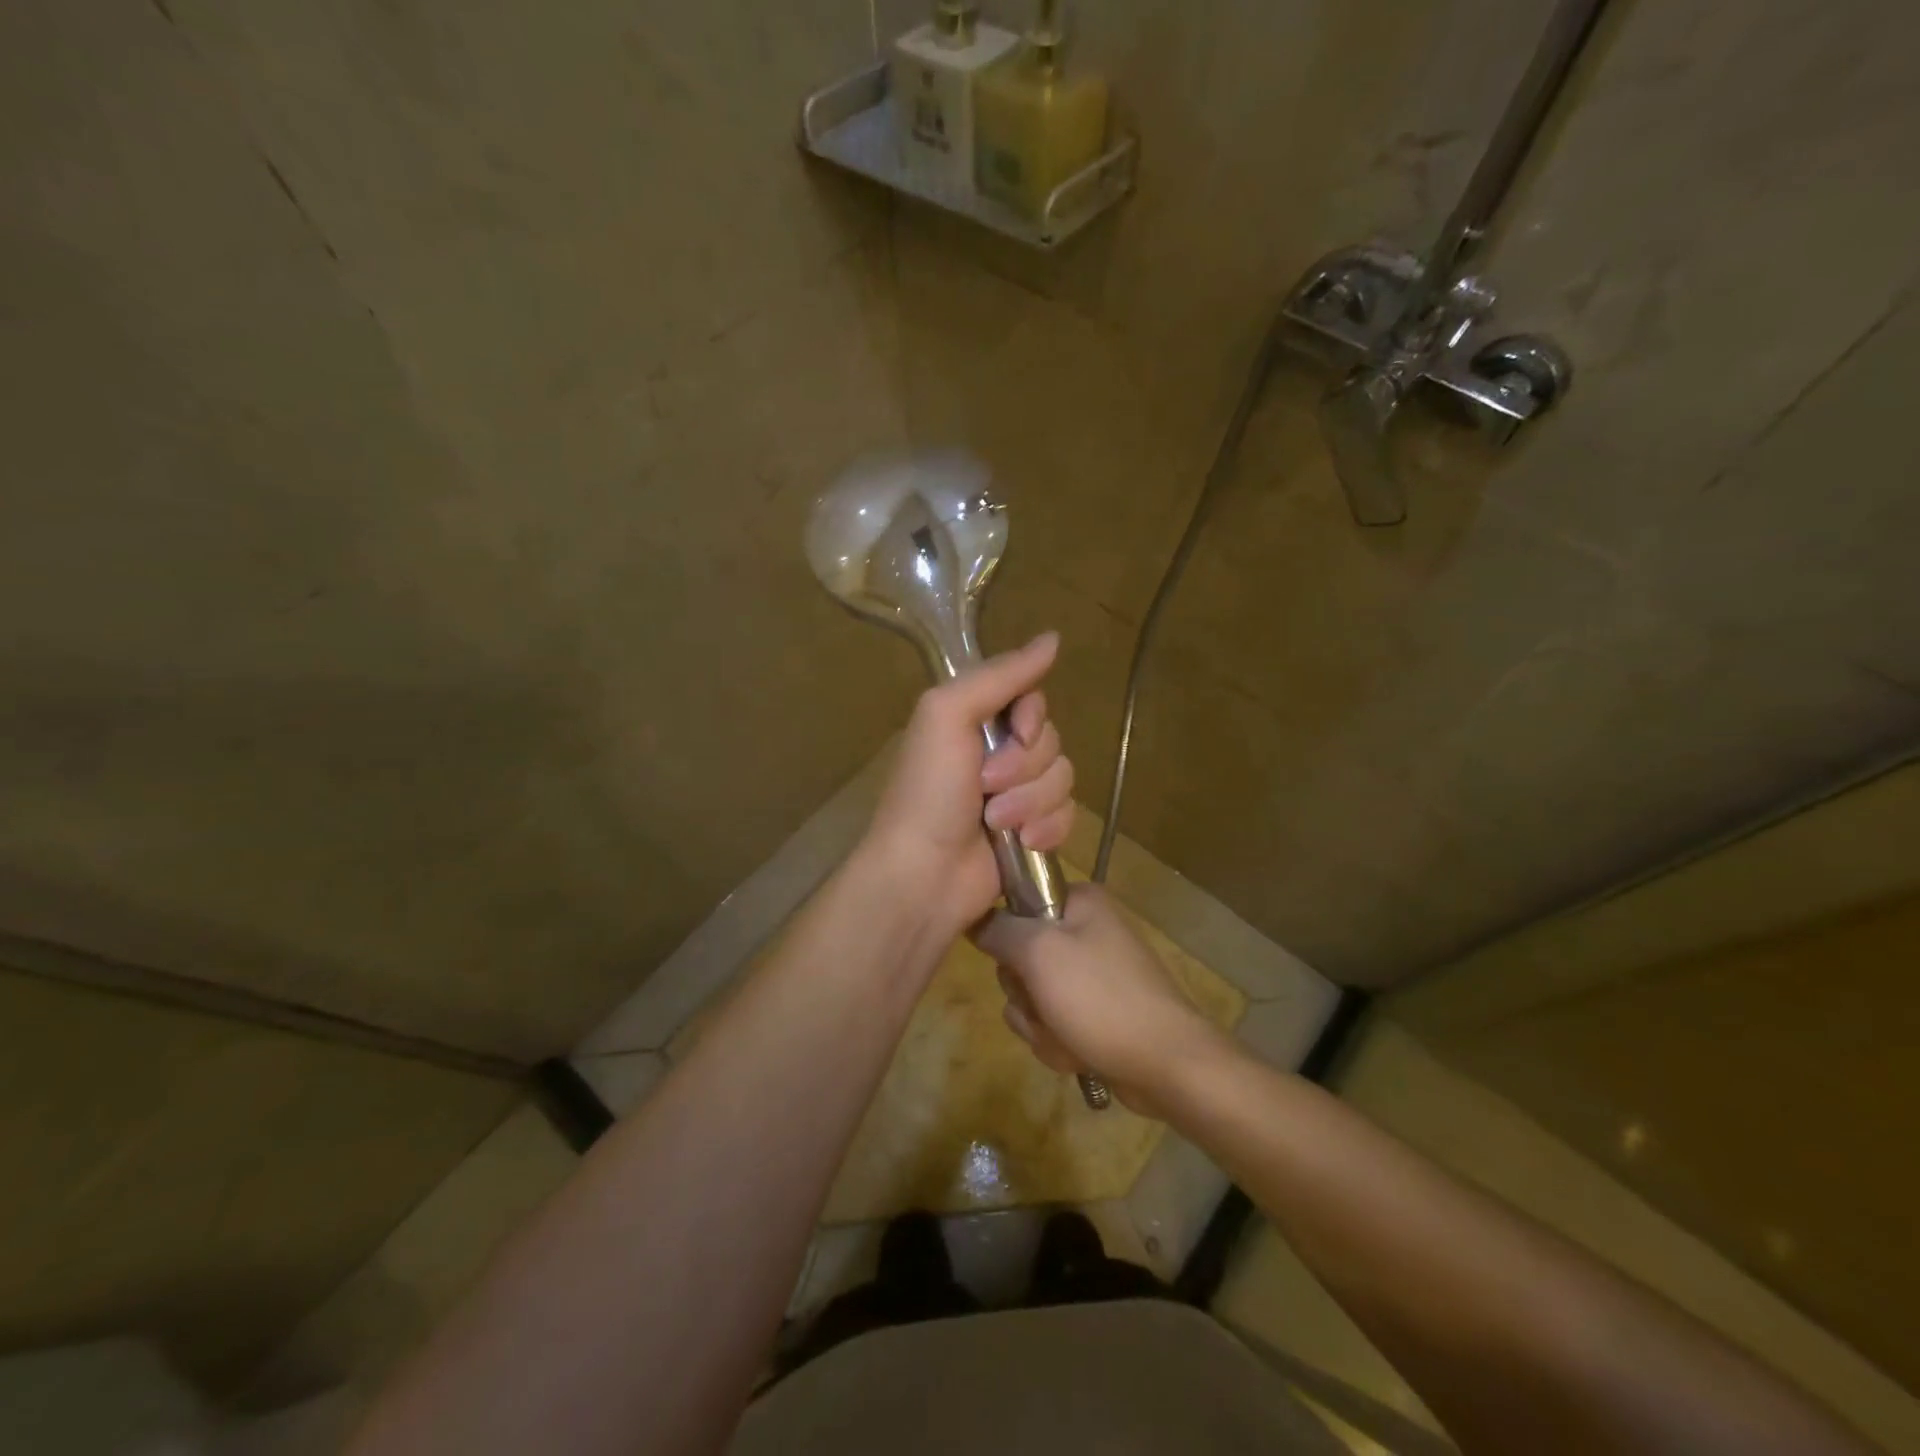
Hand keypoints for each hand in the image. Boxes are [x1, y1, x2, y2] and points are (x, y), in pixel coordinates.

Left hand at [860, 632, 1074, 940]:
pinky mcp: (1033, 831)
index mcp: (974, 720)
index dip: (1031, 718)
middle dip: (1024, 767)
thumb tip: (1053, 638)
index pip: (1032, 699)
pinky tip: (1024, 843)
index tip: (1015, 733)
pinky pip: (1067, 815)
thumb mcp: (948, 715)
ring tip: (996, 823)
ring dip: (1031, 801)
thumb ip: (999, 675)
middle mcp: (997, 752)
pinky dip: (1047, 828)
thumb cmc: (928, 791)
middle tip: (986, 786)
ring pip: (1063, 778)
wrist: (924, 875)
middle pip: (1050, 739)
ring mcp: (1017, 794)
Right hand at [974, 886, 1227, 1114]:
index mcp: (1079, 902)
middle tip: (1044, 1005)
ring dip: (1039, 1024)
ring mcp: (1092, 974)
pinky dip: (1058, 1042)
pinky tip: (1078, 1054)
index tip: (1013, 960)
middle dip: (1025, 994)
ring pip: (1032, 996)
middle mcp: (1086, 930)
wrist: (1167, 1065)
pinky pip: (1053, 1022)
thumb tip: (975, 919)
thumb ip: (998, 930)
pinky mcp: (1096, 1012)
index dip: (1007, 936)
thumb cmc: (1101, 998)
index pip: (1017, 903)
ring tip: (1067, 1036)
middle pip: (1020, 957)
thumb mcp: (1039, 953)